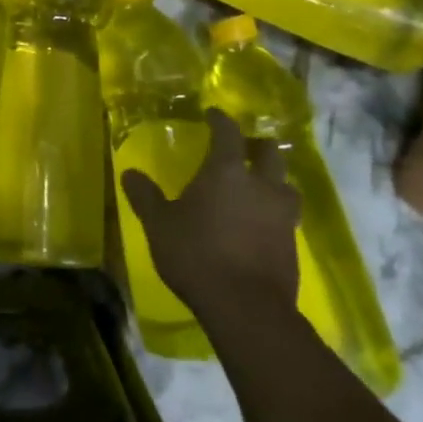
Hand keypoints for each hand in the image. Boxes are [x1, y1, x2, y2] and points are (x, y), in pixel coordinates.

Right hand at [121, 109, 300, 318]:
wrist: (246, 307)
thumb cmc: (197, 254)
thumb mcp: (159, 224)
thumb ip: (145, 196)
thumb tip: (130, 173)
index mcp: (227, 172)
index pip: (228, 133)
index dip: (220, 120)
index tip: (212, 114)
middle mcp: (261, 185)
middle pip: (270, 152)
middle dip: (256, 145)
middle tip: (242, 148)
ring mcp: (282, 215)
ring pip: (286, 184)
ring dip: (273, 179)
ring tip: (258, 185)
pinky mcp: (293, 243)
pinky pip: (287, 215)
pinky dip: (274, 211)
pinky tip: (260, 222)